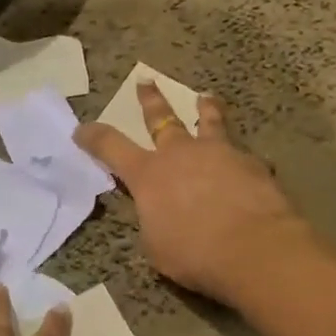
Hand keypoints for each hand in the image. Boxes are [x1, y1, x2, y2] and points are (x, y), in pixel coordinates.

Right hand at [76, 83, 306, 307]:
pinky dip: (240, 157)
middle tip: (146, 82)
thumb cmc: (194, 253)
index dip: (93, 137)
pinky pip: (242, 155)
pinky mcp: (252, 163)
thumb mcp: (156, 245)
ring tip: (206, 97)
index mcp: (148, 174)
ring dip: (206, 109)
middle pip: (161, 119)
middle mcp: (180, 154)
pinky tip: (248, 165)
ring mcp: (219, 153)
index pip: (110, 147)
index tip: (81, 129)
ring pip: (209, 123)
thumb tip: (160, 214)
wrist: (255, 248)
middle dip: (151, 101)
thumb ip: (153, 221)